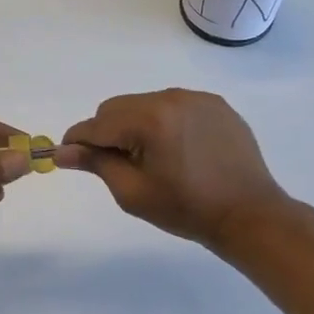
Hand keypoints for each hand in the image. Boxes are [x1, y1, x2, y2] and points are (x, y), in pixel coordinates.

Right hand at [57, 89, 295, 255]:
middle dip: (108, 132)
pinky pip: (173, 106)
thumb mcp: (133, 192)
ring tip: (152, 158)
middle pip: (117, 107)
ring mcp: (195, 98)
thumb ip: (96, 164)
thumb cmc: (187, 209)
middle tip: (118, 164)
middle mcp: (171, 98)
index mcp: (149, 119)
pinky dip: (164, 122)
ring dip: (136, 125)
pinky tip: (177, 150)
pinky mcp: (214, 104)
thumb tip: (62, 151)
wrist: (251, 215)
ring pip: (144, 104)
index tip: (69, 157)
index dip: (78, 141)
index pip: (97, 124)